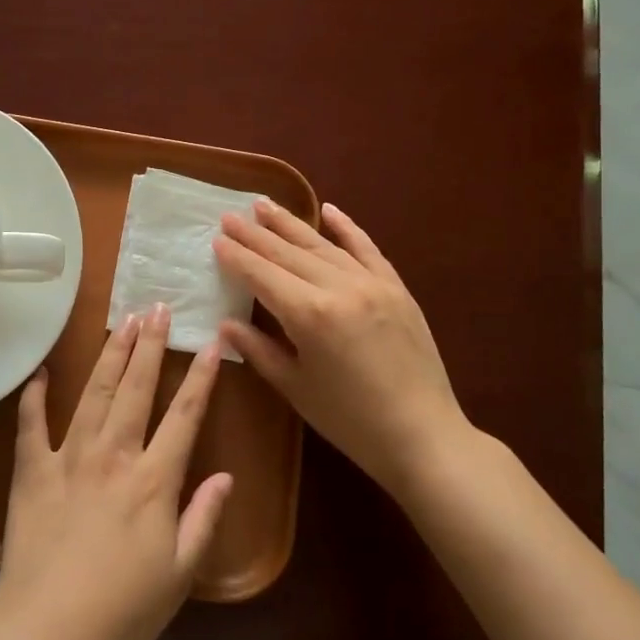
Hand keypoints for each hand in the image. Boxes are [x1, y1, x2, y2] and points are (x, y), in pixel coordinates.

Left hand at [0, 306, 232, 639]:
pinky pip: (32, 426)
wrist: (46, 636)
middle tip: (157, 307)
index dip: (201, 378)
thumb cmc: (122, 613)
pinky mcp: (32, 473)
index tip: (212, 343)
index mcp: (154, 480)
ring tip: (122, 321)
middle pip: (136, 389)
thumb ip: (204, 519)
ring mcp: (69, 460)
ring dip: (110, 356)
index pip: (185, 416)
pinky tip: (41, 374)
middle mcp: (113, 456)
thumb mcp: (180, 574)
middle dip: (150, 345)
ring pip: (94, 394)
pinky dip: (35, 398)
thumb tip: (227, 476)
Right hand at [213, 200, 468, 500]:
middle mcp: (338, 287)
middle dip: (255, 234)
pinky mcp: (396, 287)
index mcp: (309, 315)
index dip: (237, 257)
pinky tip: (328, 209)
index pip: (262, 275)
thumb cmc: (350, 421)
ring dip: (290, 223)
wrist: (423, 435)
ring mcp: (371, 283)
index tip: (216, 239)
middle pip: (288, 253)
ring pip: (322, 244)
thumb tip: (226, 323)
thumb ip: (259, 350)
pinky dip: (346, 227)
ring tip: (264, 204)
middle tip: (229, 215)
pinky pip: (366, 248)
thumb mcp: (295, 388)